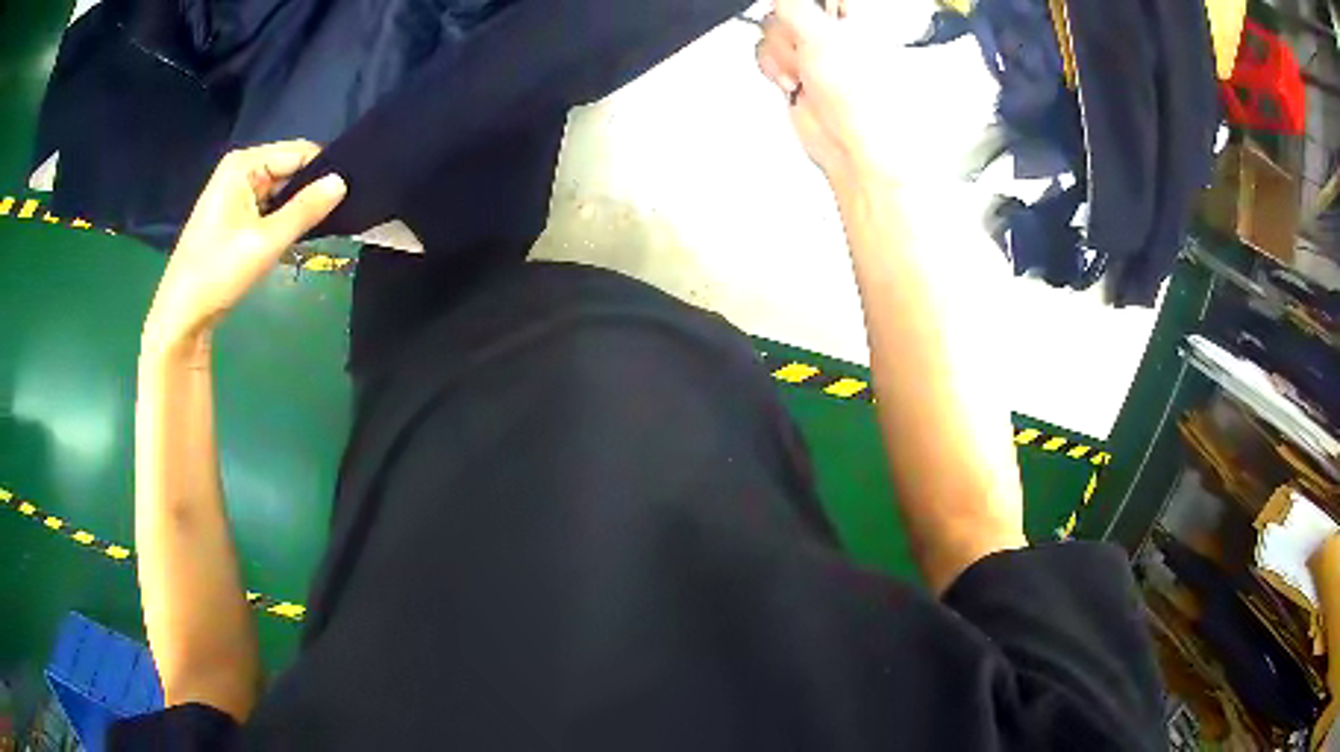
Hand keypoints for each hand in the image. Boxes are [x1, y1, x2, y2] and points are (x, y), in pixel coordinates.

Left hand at [144, 141, 345, 347]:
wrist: (181, 316)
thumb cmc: (217, 273)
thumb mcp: (265, 242)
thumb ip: (305, 210)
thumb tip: (343, 181)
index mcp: (244, 165)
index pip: (299, 153)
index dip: (324, 171)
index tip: (351, 195)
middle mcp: (240, 170)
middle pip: (290, 169)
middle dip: (311, 191)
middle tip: (340, 216)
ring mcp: (236, 193)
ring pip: (282, 191)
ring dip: (298, 209)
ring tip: (324, 228)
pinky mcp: (235, 216)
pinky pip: (269, 208)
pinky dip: (284, 221)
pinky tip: (298, 237)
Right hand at [755, 0, 895, 184]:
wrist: (851, 144)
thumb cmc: (862, 98)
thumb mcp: (821, 35)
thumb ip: (795, 6)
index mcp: (854, 14)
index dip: (804, 4)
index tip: (800, 12)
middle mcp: (834, 29)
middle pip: (787, 8)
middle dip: (789, 29)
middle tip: (808, 48)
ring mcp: (813, 51)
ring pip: (773, 29)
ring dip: (781, 52)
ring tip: (805, 71)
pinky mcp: (797, 70)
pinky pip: (768, 53)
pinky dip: (775, 67)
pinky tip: (795, 80)